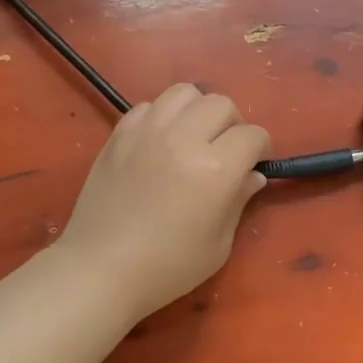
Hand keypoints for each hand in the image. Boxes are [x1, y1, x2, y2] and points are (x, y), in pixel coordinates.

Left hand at [58, 83, 270, 320]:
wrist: (102, 269)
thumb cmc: (168, 267)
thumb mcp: (218, 244)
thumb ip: (238, 201)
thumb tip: (252, 176)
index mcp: (216, 169)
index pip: (252, 135)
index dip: (260, 149)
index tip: (254, 165)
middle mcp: (183, 138)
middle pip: (221, 104)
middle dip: (233, 124)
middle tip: (226, 151)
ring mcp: (147, 131)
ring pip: (184, 93)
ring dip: (198, 111)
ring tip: (193, 138)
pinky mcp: (119, 135)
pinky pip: (149, 106)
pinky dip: (163, 117)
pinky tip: (161, 144)